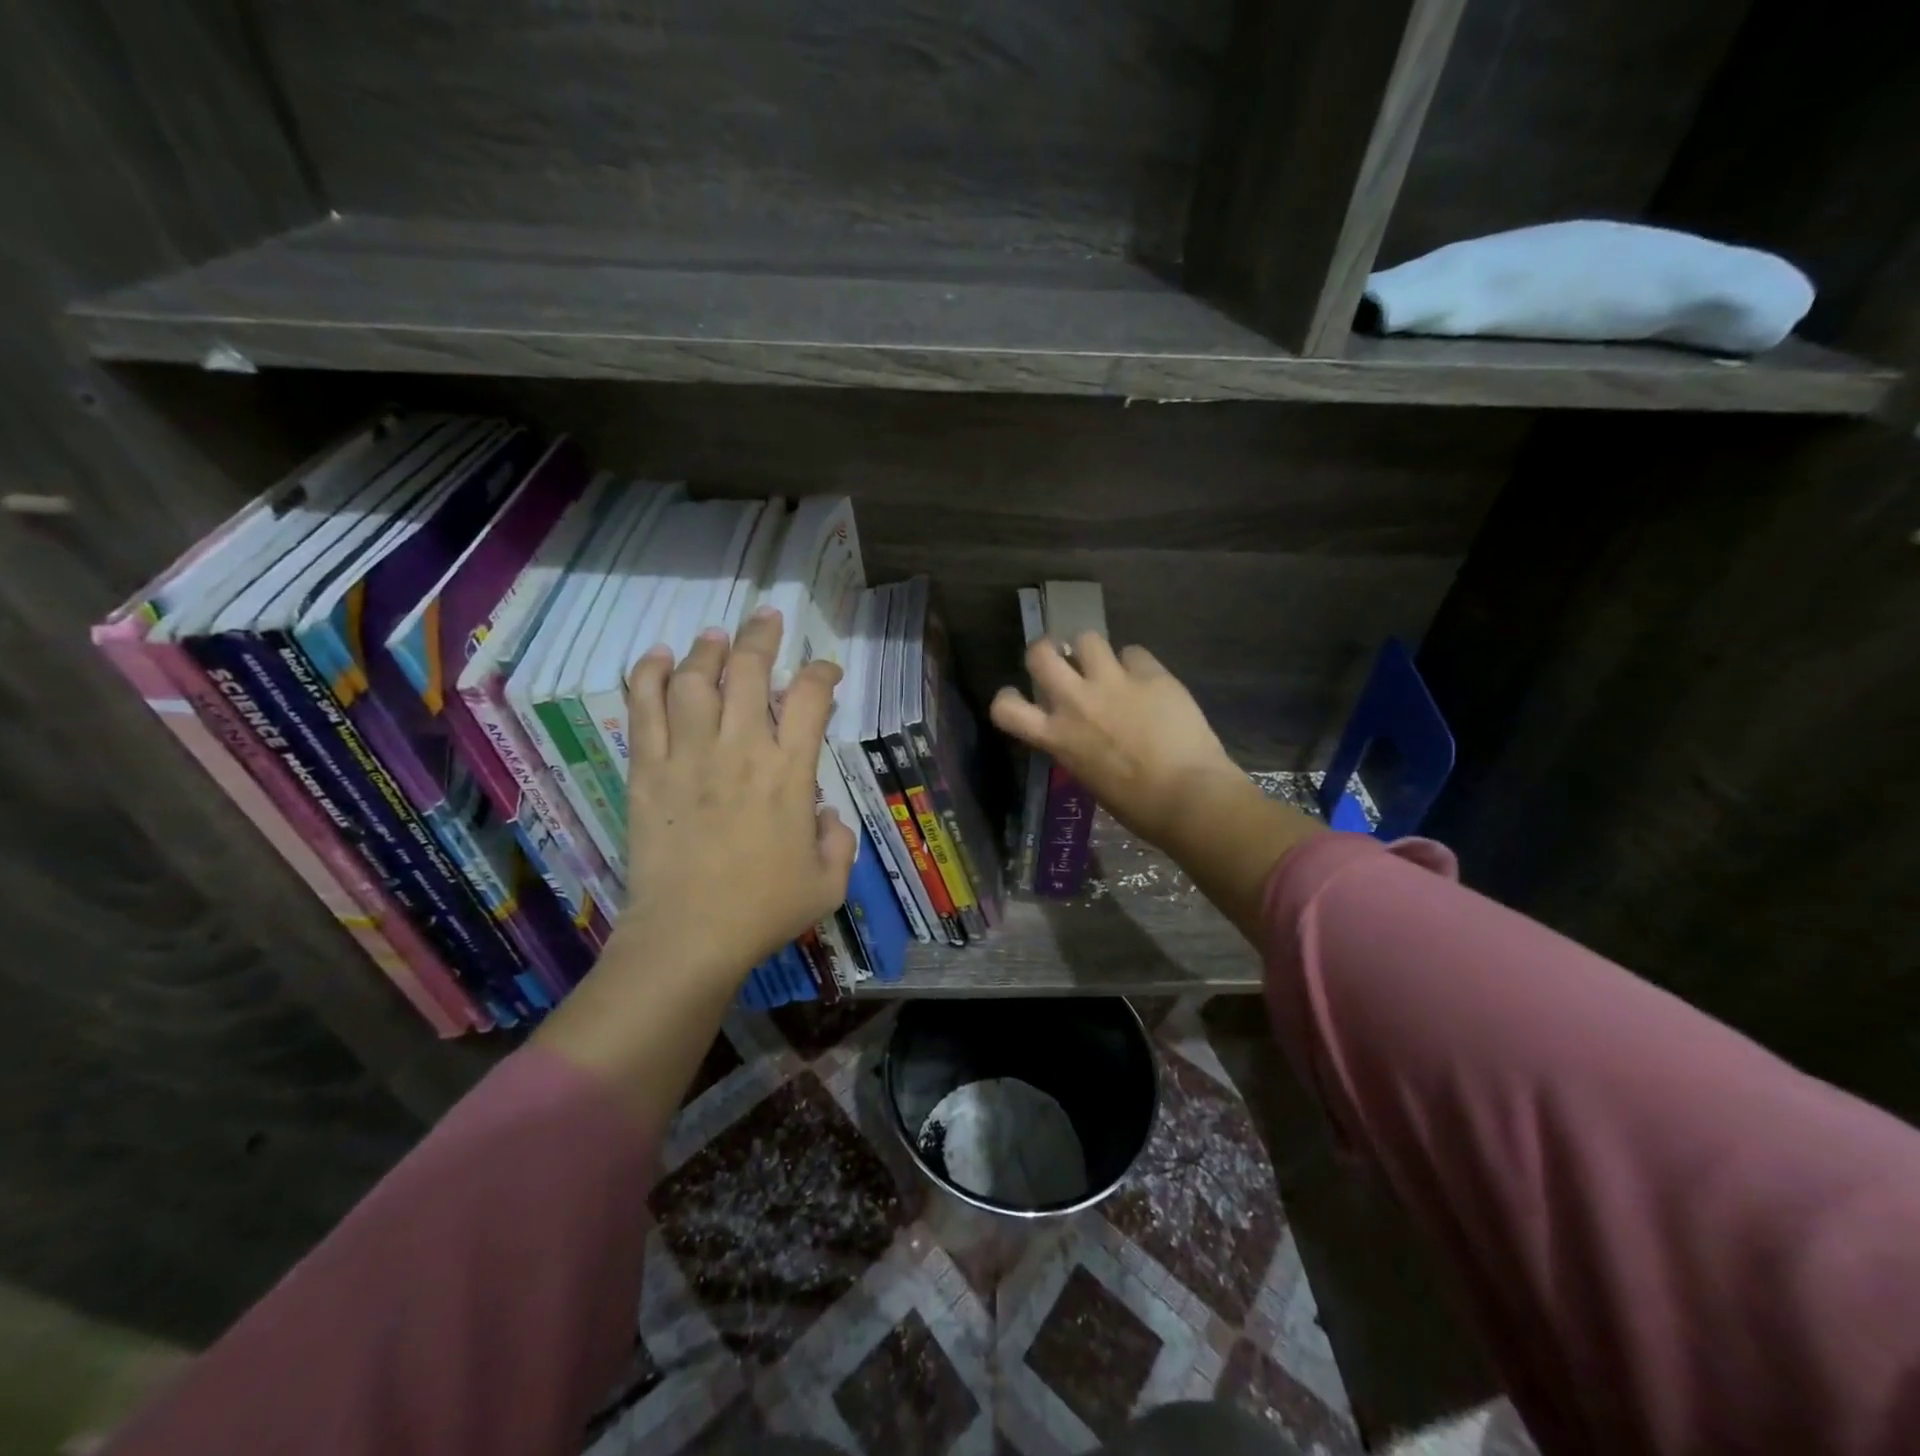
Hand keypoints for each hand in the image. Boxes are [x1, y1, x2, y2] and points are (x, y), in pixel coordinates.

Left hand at [620, 607, 856, 979]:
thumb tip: (825, 813)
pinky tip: (658, 657)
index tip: (826, 672)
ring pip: (695, 680)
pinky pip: (645, 709)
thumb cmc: (764, 910)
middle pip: (750, 670)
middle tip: (767, 618)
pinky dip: (650, 675)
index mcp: (790, 772)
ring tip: (715, 636)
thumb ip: (839, 840)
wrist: (688, 936)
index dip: (822, 673)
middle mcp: (741, 750)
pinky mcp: (648, 771)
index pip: (810, 698)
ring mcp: (689, 756)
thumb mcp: (829, 882)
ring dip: (707, 649)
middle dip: (762, 636)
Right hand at [990, 634, 1318, 946]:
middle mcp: (1075, 702)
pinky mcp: (1150, 674)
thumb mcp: (1088, 777)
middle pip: (1039, 652)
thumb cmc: (1137, 806)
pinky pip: (1134, 652)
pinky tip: (1149, 681)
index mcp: (1056, 737)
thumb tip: (1082, 731)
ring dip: (1092, 650)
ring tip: (1108, 665)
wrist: (1188, 795)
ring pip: (1086, 638)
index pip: (1005, 708)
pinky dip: (1137, 664)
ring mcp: (1112, 683)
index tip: (1020, 697)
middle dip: (1046, 650)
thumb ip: (1076, 745)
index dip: (1007, 697)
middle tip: (1062, 661)